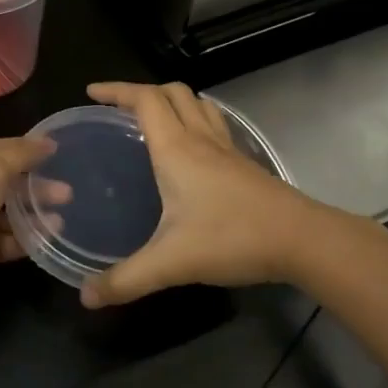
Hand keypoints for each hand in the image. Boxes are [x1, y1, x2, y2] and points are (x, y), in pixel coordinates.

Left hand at [0, 135, 64, 310]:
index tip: (62, 157)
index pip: (0, 147)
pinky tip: (48, 239)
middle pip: (4, 181)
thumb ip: (22, 155)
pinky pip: (0, 242)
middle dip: (36, 186)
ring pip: (4, 214)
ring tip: (63, 219)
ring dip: (32, 215)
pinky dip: (23, 240)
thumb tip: (47, 141)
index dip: (29, 152)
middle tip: (69, 193)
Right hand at [82, 81, 331, 306]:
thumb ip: (126, 280)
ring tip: (153, 121)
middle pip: (172, 92)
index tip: (92, 92)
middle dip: (142, 91)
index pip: (144, 100)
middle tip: (119, 108)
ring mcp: (227, 148)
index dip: (116, 90)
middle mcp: (201, 138)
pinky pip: (214, 125)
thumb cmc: (232, 238)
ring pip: (198, 104)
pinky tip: (191, 150)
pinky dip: (195, 121)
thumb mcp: (171, 263)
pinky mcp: (245, 163)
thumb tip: (86, 297)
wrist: (301, 240)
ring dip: (172, 102)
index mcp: (176, 148)